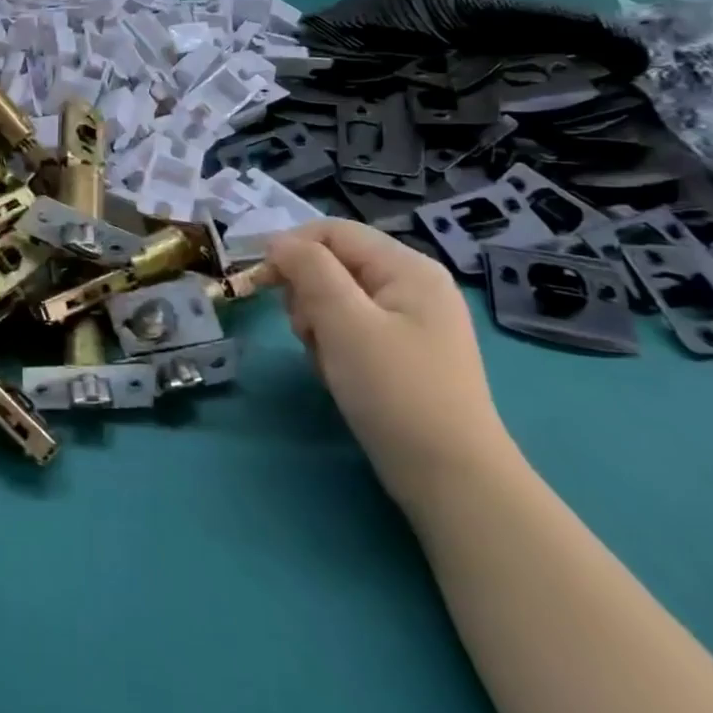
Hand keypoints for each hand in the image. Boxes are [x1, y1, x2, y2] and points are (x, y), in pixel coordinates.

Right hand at [262, 220, 519, 515]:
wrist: (451, 481)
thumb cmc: (396, 390)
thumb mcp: (345, 321)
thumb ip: (309, 269)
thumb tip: (277, 241)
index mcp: (407, 268)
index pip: (332, 231)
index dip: (292, 248)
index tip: (261, 283)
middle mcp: (412, 286)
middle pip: (332, 264)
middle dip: (308, 295)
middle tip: (309, 333)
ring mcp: (409, 322)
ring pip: (335, 299)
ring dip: (317, 325)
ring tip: (328, 361)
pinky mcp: (401, 354)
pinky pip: (350, 331)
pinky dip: (334, 348)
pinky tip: (340, 376)